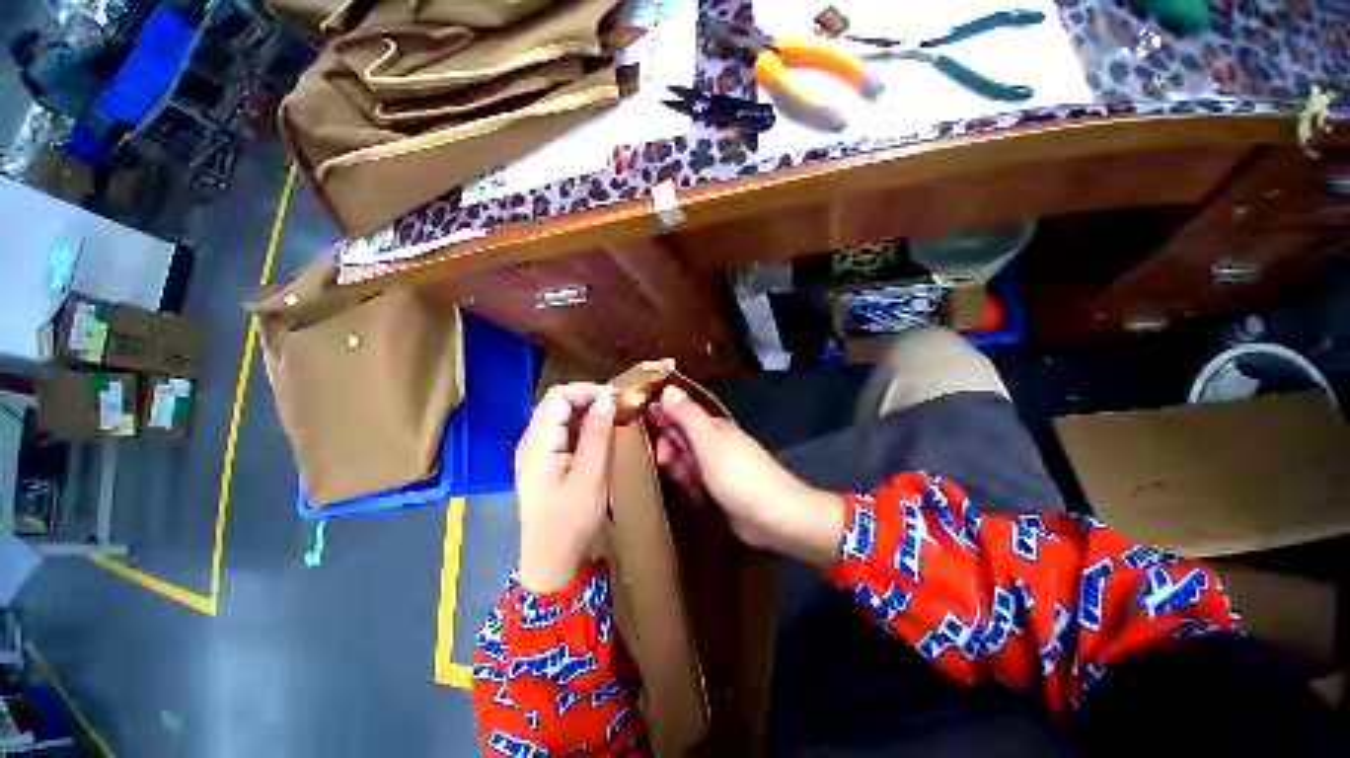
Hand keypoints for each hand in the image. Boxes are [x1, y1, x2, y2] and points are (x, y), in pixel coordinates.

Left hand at [514, 383, 615, 592]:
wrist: (551, 560)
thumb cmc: (571, 520)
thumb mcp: (591, 475)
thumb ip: (597, 433)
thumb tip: (607, 398)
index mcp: (537, 442)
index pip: (559, 396)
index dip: (588, 390)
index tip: (617, 399)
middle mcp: (531, 441)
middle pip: (558, 404)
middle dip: (590, 400)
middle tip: (620, 409)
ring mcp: (535, 452)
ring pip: (561, 417)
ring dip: (588, 414)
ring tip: (614, 421)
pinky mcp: (544, 462)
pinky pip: (563, 433)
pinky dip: (583, 429)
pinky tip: (600, 438)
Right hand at [652, 385, 843, 566]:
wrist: (774, 515)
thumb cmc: (737, 474)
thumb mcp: (708, 441)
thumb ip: (688, 415)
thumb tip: (669, 388)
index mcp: (714, 427)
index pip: (680, 417)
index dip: (664, 427)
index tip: (655, 444)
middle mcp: (715, 443)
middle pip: (681, 441)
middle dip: (671, 453)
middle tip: (668, 467)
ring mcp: (718, 467)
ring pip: (687, 463)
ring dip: (680, 472)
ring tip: (685, 484)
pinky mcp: (720, 489)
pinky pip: (696, 482)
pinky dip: (691, 487)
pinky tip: (693, 496)